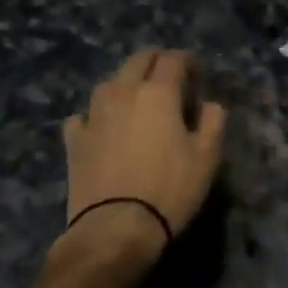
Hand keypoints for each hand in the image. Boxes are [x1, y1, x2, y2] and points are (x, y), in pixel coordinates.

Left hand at [61, 49, 226, 266]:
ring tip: (137, 102)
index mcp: (158, 92)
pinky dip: (96, 116)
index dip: (188, 62)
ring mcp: (94, 114)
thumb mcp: (207, 156)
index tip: (197, 76)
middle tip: (170, 80)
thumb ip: (213, 121)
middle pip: (139, 60)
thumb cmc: (170, 189)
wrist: (115, 228)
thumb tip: (208, 105)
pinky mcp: (74, 139)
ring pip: (110, 82)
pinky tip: (103, 129)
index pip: (174, 59)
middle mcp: (123, 92)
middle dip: (157, 62)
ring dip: (126, 84)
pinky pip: (84, 115)